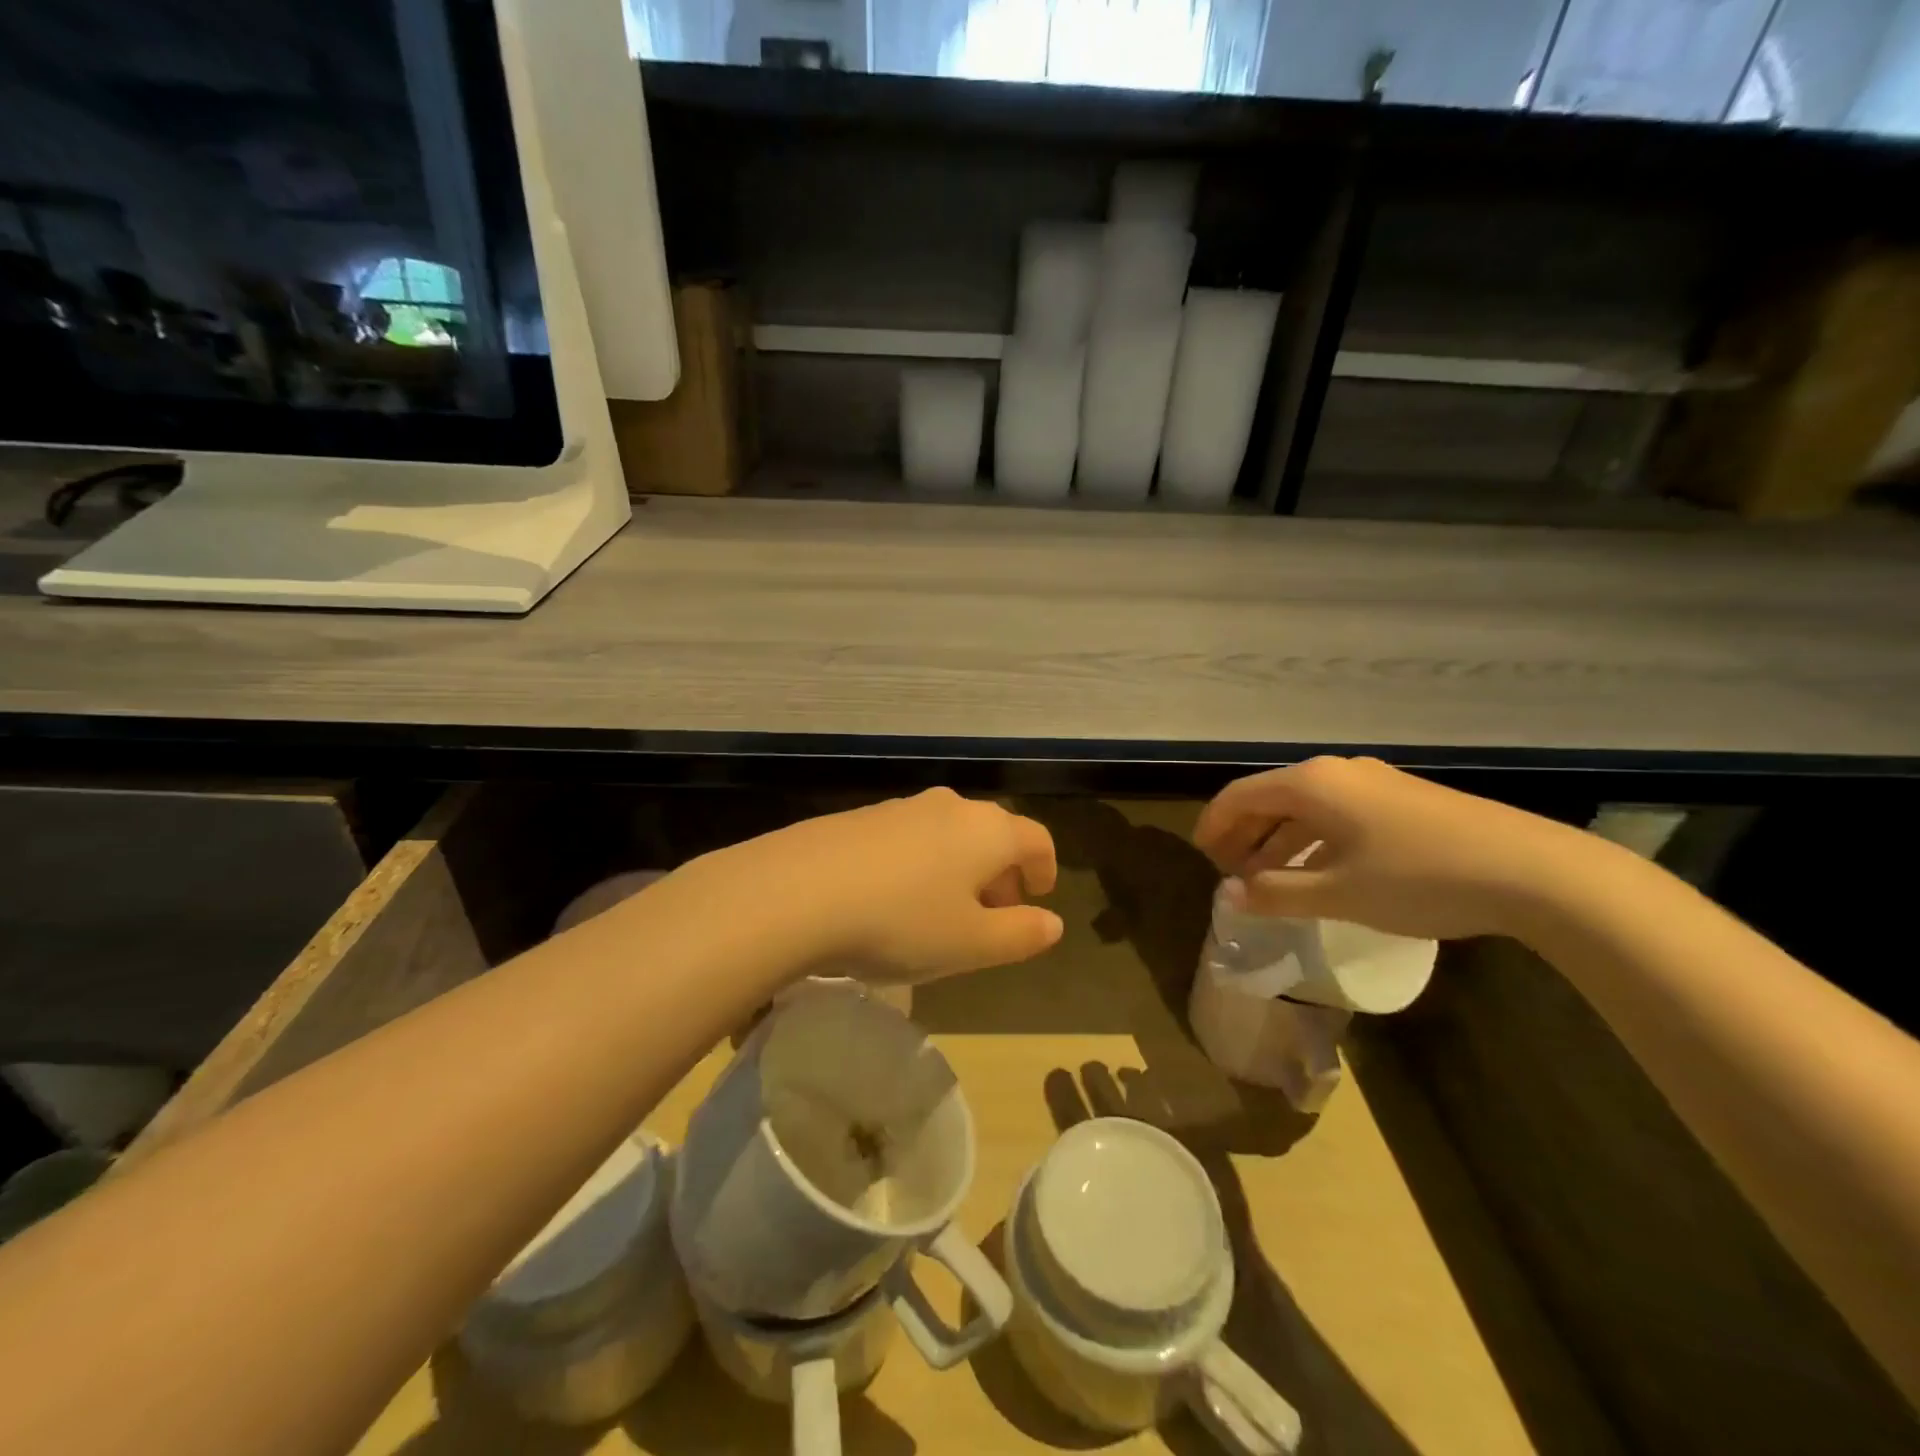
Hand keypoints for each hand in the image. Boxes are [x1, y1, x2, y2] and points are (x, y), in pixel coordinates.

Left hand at [706, 789, 1062, 981]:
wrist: (798, 890)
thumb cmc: (901, 921)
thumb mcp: (971, 944)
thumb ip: (1020, 935)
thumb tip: (1053, 924)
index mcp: (988, 830)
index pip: (1036, 839)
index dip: (1044, 868)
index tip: (1037, 897)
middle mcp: (950, 807)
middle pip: (992, 833)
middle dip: (1000, 872)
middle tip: (993, 914)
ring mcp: (901, 807)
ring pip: (949, 834)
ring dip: (959, 868)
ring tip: (943, 911)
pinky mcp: (860, 818)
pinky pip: (908, 838)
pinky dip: (920, 863)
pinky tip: (894, 899)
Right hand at [1193, 757, 1599, 940]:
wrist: (1533, 871)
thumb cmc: (1419, 878)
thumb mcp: (1338, 893)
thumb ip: (1276, 893)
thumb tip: (1229, 897)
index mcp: (1312, 784)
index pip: (1241, 795)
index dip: (1214, 824)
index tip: (1200, 857)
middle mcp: (1338, 772)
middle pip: (1272, 797)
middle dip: (1244, 834)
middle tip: (1229, 872)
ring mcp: (1375, 783)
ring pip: (1307, 808)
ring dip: (1279, 841)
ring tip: (1266, 879)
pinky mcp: (1404, 801)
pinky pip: (1338, 814)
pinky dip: (1313, 840)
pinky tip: (1319, 872)